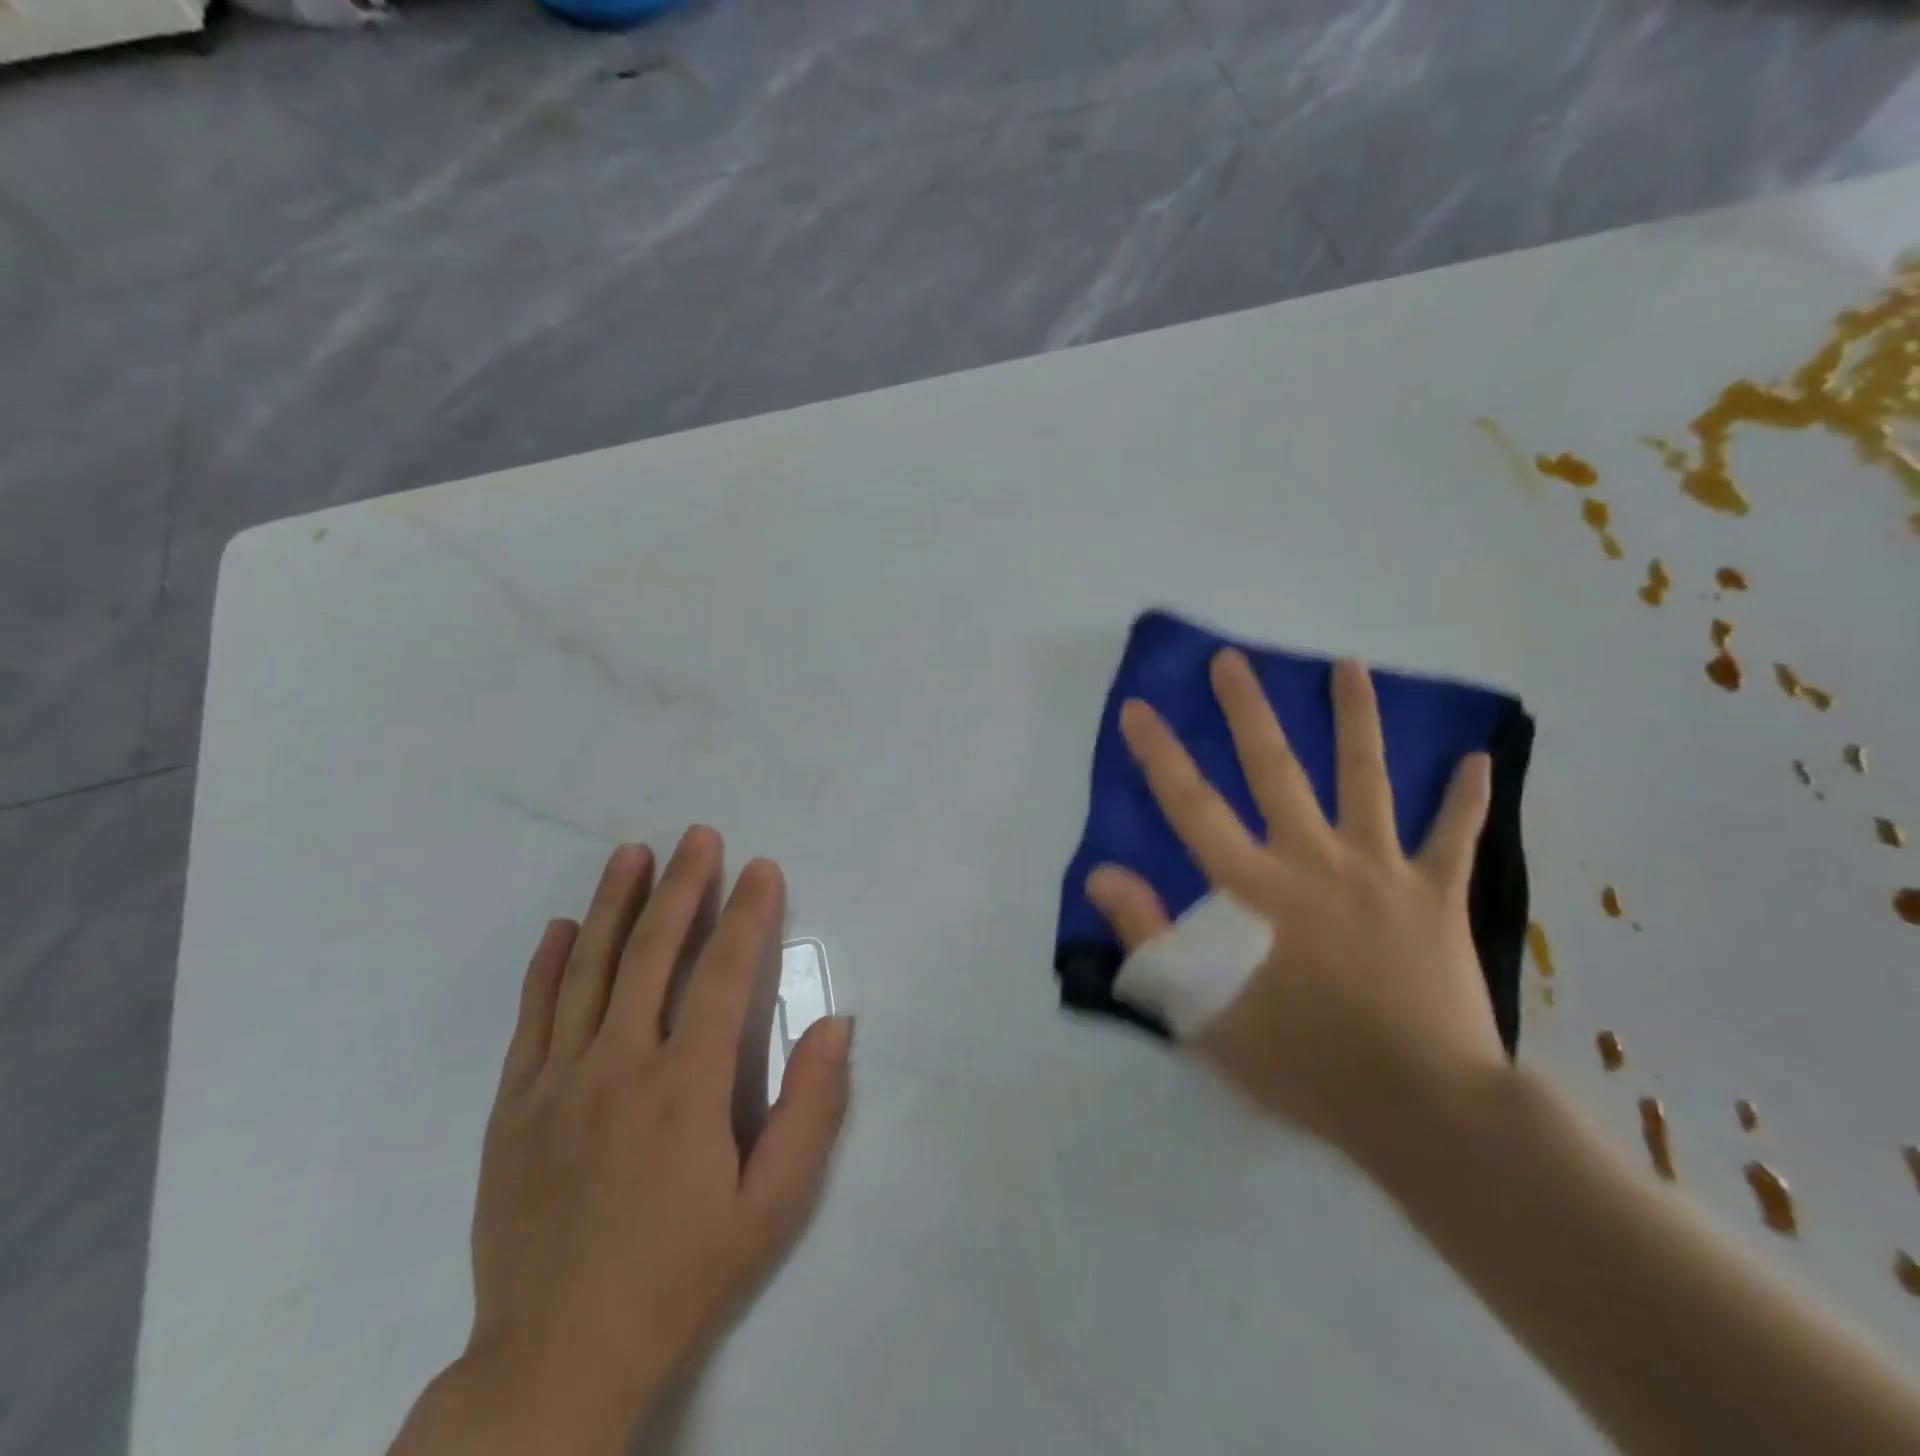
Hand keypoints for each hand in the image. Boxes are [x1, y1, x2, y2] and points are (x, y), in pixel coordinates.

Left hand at [456, 829, 852, 1447]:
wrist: (556, 1360)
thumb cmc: (682, 1276)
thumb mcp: (772, 1207)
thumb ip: (810, 1109)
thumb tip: (836, 1025)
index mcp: (687, 1086)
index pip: (723, 974)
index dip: (748, 914)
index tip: (762, 868)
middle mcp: (620, 1065)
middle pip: (654, 952)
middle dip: (683, 886)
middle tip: (699, 836)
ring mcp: (557, 1081)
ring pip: (589, 969)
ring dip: (615, 904)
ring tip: (633, 853)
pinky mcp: (513, 1107)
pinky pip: (532, 1018)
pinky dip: (548, 965)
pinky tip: (562, 927)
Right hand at [1084, 652, 1505, 1164]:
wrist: (1422, 1109)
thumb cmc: (1301, 1061)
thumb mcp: (1200, 1009)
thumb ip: (1147, 935)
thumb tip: (1102, 874)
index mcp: (1255, 889)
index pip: (1193, 807)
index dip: (1160, 755)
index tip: (1139, 707)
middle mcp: (1314, 861)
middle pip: (1275, 769)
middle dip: (1247, 711)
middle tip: (1231, 660)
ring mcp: (1382, 872)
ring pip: (1366, 780)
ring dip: (1355, 719)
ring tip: (1348, 667)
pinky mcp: (1437, 897)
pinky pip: (1454, 838)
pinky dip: (1464, 799)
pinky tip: (1477, 759)